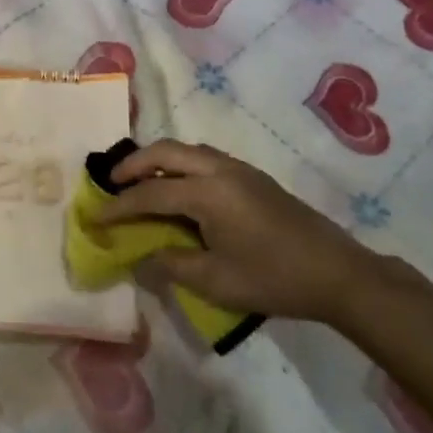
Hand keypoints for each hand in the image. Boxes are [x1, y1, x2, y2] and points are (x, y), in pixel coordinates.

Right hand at [98, 139, 373, 324]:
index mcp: (207, 192)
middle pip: (165, 152)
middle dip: (133, 164)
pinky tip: (180, 191)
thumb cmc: (274, 278)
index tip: (94, 217)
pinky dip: (180, 165)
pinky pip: (204, 158)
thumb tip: (139, 258)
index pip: (150, 193)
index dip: (119, 206)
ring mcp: (239, 169)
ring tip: (141, 184)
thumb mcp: (216, 281)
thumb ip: (171, 264)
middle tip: (112, 183)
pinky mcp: (252, 177)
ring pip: (186, 150)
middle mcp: (219, 169)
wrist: (337, 273)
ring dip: (158, 161)